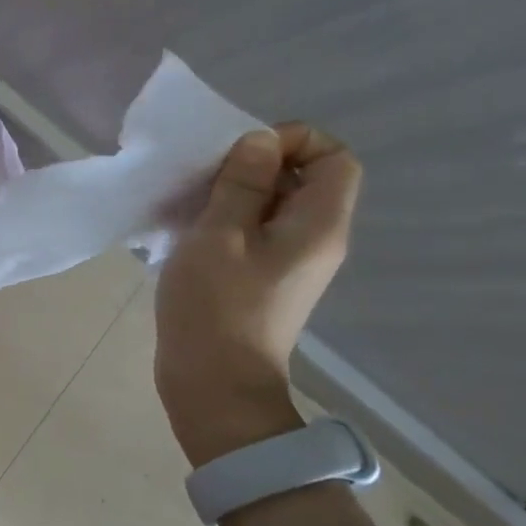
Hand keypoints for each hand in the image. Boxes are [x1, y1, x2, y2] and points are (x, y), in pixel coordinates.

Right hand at [154, 124, 361, 464]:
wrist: (214, 384)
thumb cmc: (216, 306)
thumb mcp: (220, 234)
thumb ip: (242, 182)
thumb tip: (260, 140)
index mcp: (318, 225)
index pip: (335, 156)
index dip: (293, 141)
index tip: (241, 154)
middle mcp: (316, 239)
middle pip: (303, 177)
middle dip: (254, 164)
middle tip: (206, 179)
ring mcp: (290, 261)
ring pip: (273, 204)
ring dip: (234, 193)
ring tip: (192, 204)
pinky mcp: (265, 278)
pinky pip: (256, 230)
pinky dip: (227, 219)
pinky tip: (190, 231)